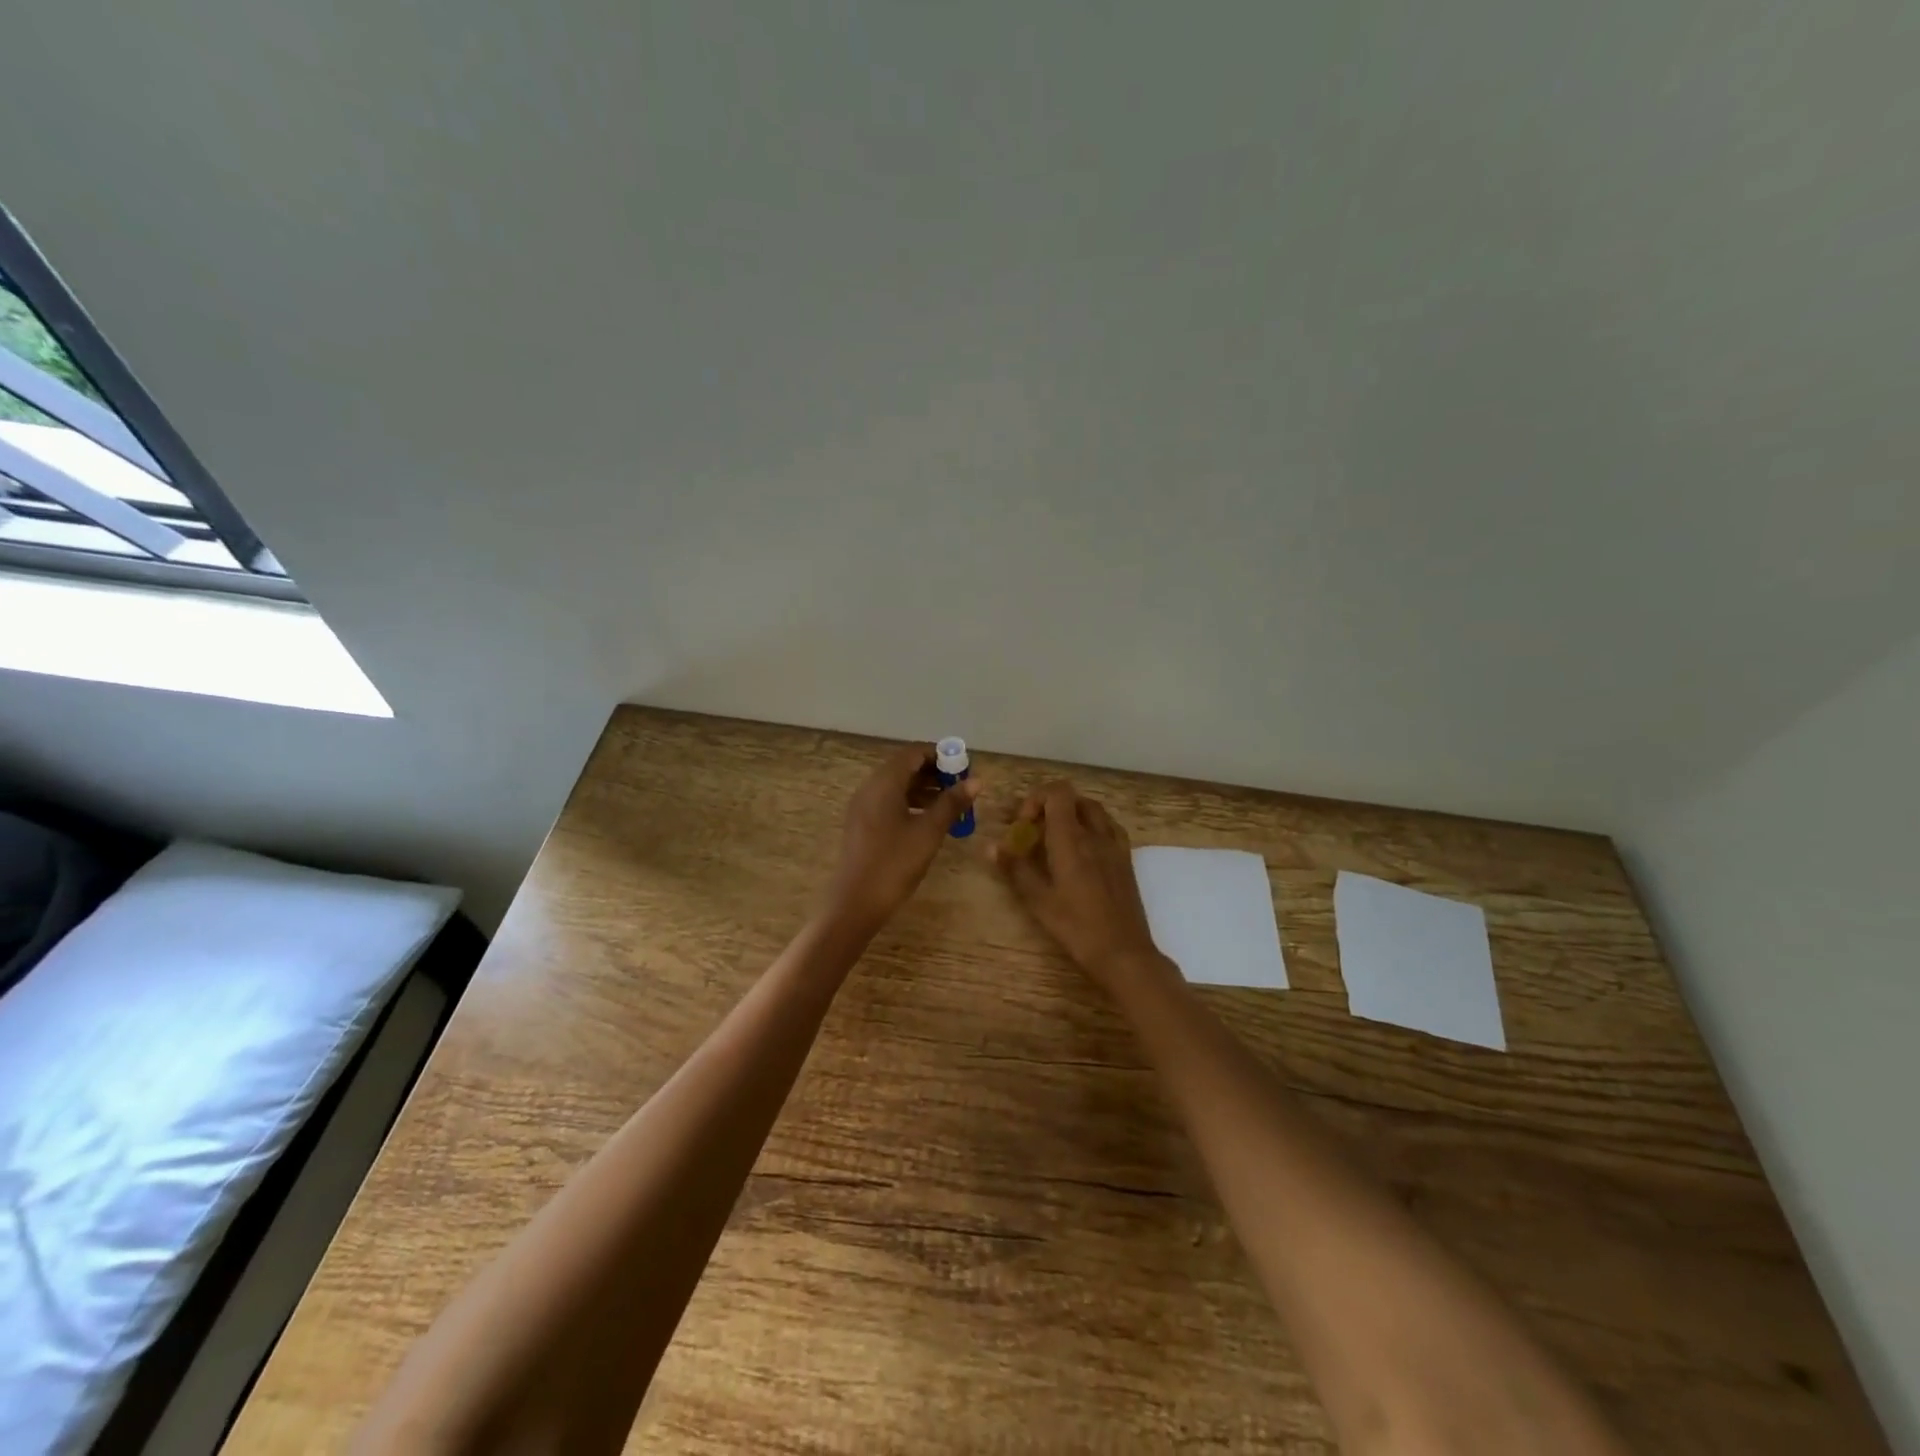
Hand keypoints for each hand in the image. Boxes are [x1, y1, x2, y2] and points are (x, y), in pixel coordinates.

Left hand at [824, 743, 980, 936]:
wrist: (856, 902)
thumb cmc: (895, 863)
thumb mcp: (929, 832)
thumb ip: (952, 803)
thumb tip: (976, 781)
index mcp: (884, 782)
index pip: (914, 752)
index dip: (941, 755)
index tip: (964, 769)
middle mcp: (870, 787)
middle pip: (905, 767)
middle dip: (934, 773)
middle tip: (961, 788)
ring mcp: (863, 806)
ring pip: (897, 785)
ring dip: (925, 789)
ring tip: (951, 805)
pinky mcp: (863, 824)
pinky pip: (889, 802)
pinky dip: (911, 803)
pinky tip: (929, 821)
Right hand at [993, 780, 1164, 990]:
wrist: (1124, 953)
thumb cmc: (1076, 927)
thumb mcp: (1038, 900)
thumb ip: (1015, 868)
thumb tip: (990, 846)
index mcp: (1072, 839)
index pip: (1058, 792)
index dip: (1036, 799)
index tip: (1023, 825)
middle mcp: (1096, 834)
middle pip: (1075, 799)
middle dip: (1051, 807)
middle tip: (1035, 832)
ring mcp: (1115, 846)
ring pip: (1094, 811)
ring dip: (1073, 815)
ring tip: (1056, 840)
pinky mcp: (1126, 860)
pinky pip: (1109, 828)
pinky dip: (1092, 827)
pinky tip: (1083, 851)